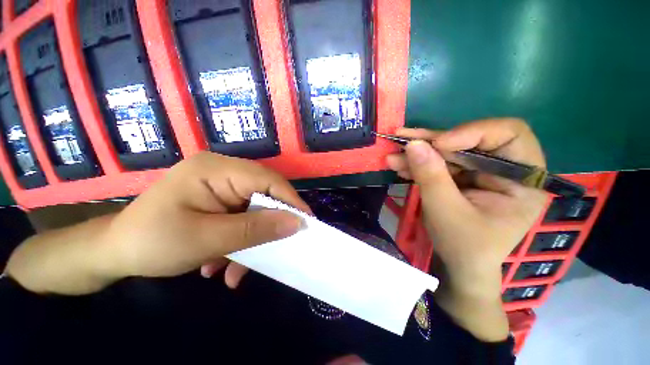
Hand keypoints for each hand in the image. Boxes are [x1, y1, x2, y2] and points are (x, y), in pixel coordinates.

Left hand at [102, 152, 308, 282]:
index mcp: (216, 169)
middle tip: (276, 249)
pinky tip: (221, 263)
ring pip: (254, 209)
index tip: (306, 223)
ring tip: (236, 270)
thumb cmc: (152, 243)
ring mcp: (220, 185)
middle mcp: (222, 171)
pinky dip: (239, 239)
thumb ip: (256, 229)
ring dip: (250, 239)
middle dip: (268, 225)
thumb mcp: (207, 240)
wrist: (114, 252)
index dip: (290, 200)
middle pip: (263, 194)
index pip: (267, 179)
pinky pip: (241, 216)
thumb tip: (296, 223)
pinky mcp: (218, 199)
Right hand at [386, 118, 547, 340]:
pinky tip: (399, 166)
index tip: (438, 144)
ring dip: (418, 153)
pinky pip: (438, 163)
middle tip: (403, 140)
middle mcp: (504, 169)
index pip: (508, 135)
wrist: (460, 264)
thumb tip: (413, 144)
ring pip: (448, 151)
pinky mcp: (461, 176)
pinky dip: (417, 164)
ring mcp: (480, 172)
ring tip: (393, 155)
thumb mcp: (446, 212)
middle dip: (432, 142)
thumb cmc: (464, 246)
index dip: (472, 132)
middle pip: (470, 140)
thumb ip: (431, 177)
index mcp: (523, 180)